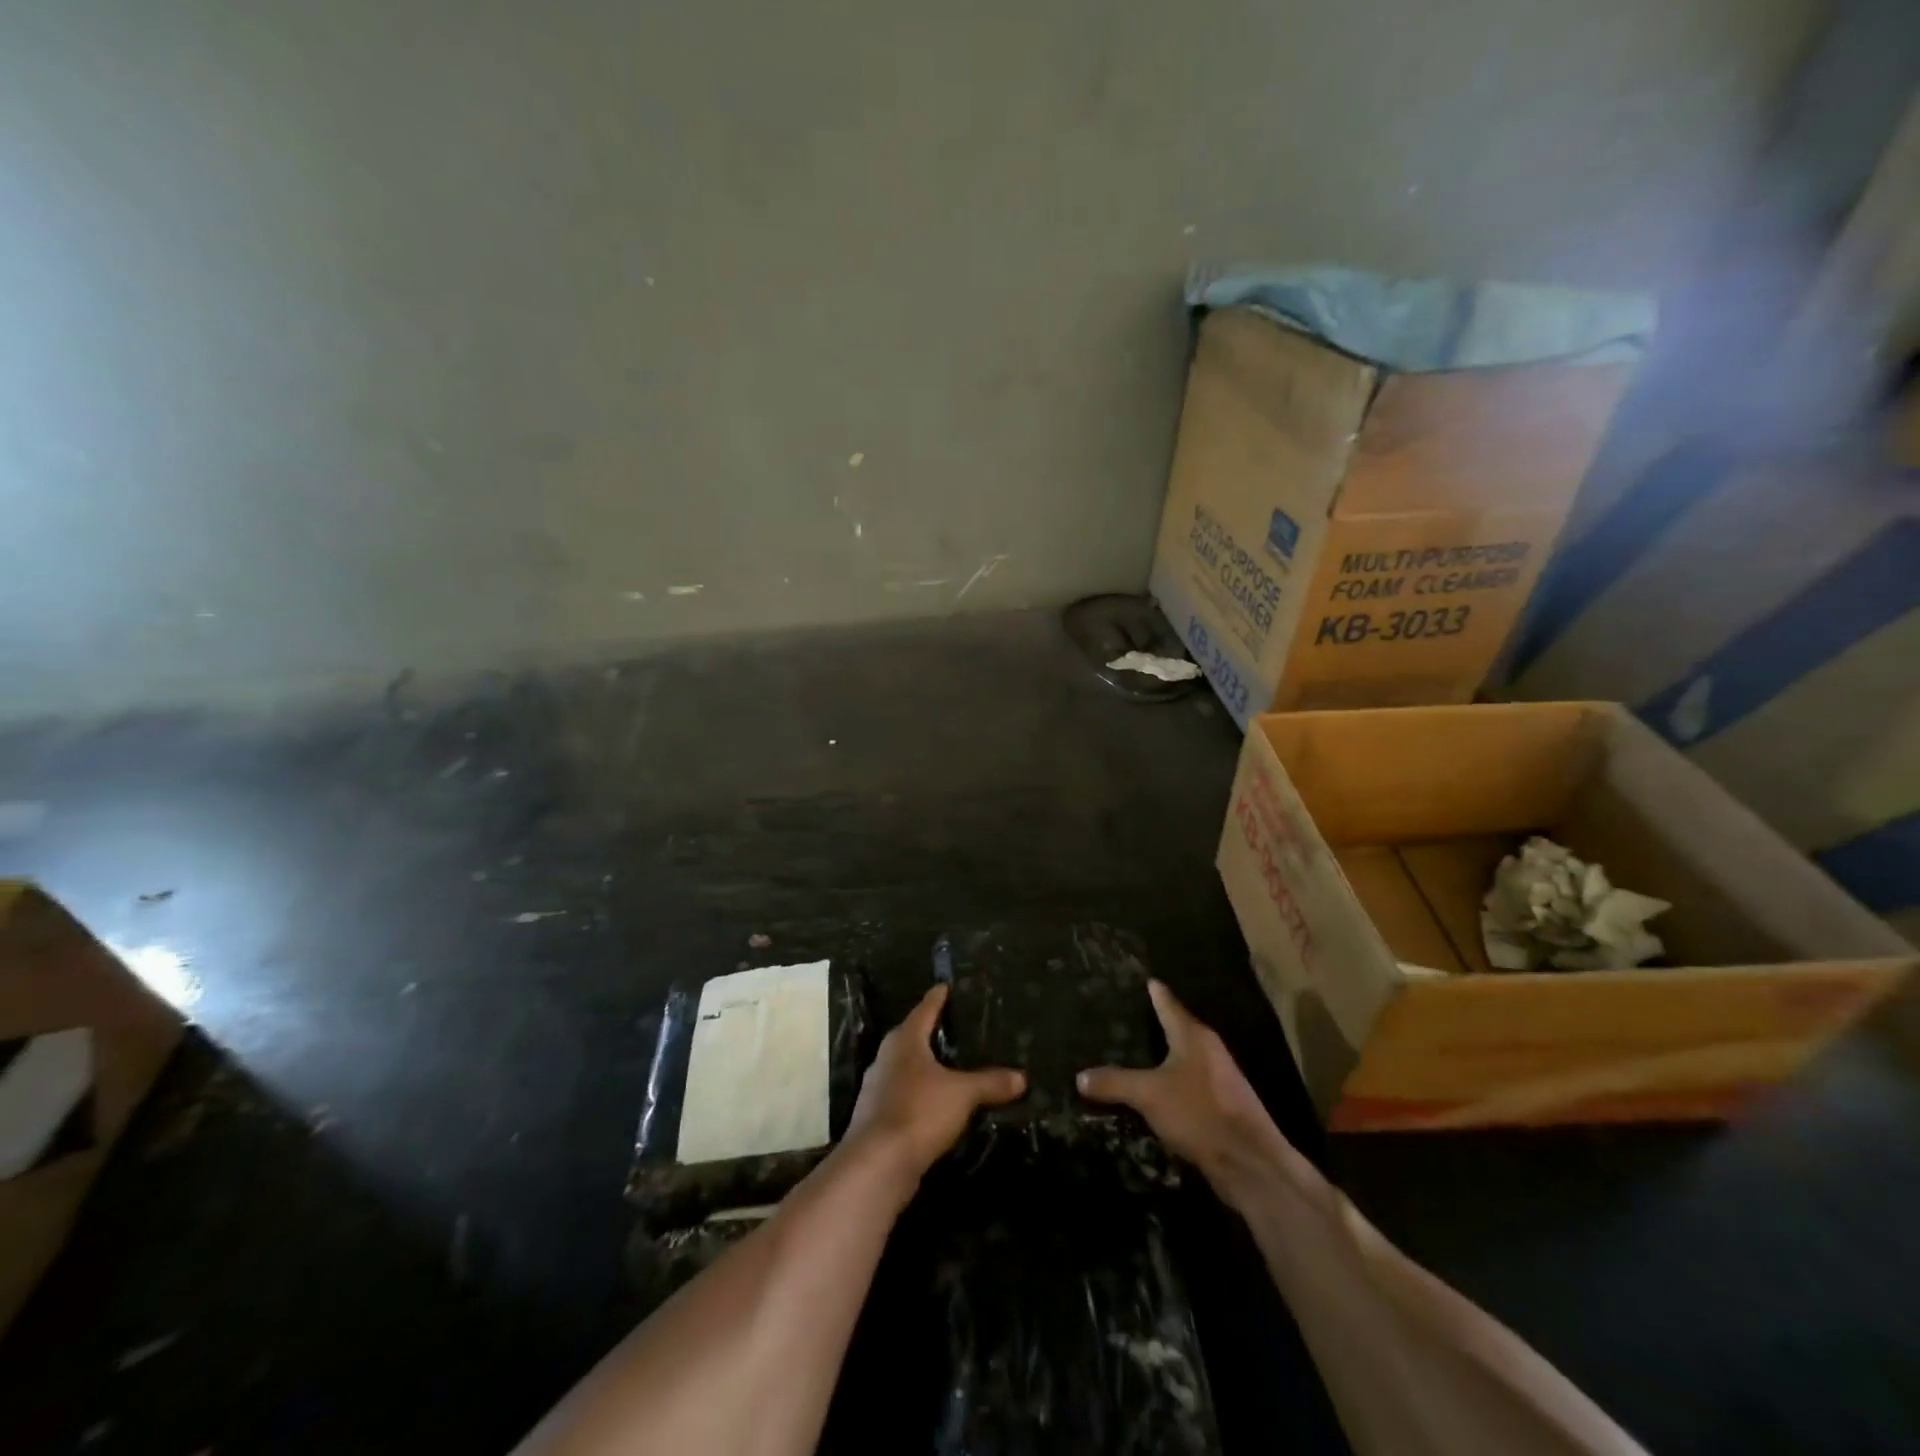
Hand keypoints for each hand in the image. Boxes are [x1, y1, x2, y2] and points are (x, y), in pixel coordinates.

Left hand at [846, 983, 1025, 1185]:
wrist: (877, 1164)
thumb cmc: (919, 1112)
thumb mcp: (962, 1094)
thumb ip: (990, 1082)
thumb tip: (1022, 1077)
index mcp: (904, 1041)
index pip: (924, 1010)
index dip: (936, 998)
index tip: (944, 986)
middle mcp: (886, 1058)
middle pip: (910, 1037)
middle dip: (929, 1032)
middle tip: (952, 1025)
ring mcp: (877, 1089)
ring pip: (905, 1068)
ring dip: (923, 1066)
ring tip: (947, 1065)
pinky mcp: (876, 1118)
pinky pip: (903, 1095)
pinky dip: (919, 1094)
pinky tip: (934, 1103)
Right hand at [1078, 980, 1321, 1206]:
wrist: (1249, 1163)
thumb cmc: (1198, 1113)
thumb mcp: (1148, 1095)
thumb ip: (1114, 1082)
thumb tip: (1080, 1076)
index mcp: (1193, 1035)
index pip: (1167, 1002)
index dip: (1152, 991)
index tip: (1139, 978)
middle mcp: (1208, 1049)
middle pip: (1176, 1028)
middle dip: (1152, 1023)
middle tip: (1121, 1016)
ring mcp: (1217, 1078)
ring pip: (1182, 1058)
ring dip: (1160, 1057)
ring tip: (1130, 1053)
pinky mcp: (1220, 1105)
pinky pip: (1186, 1083)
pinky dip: (1168, 1082)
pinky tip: (1151, 1092)